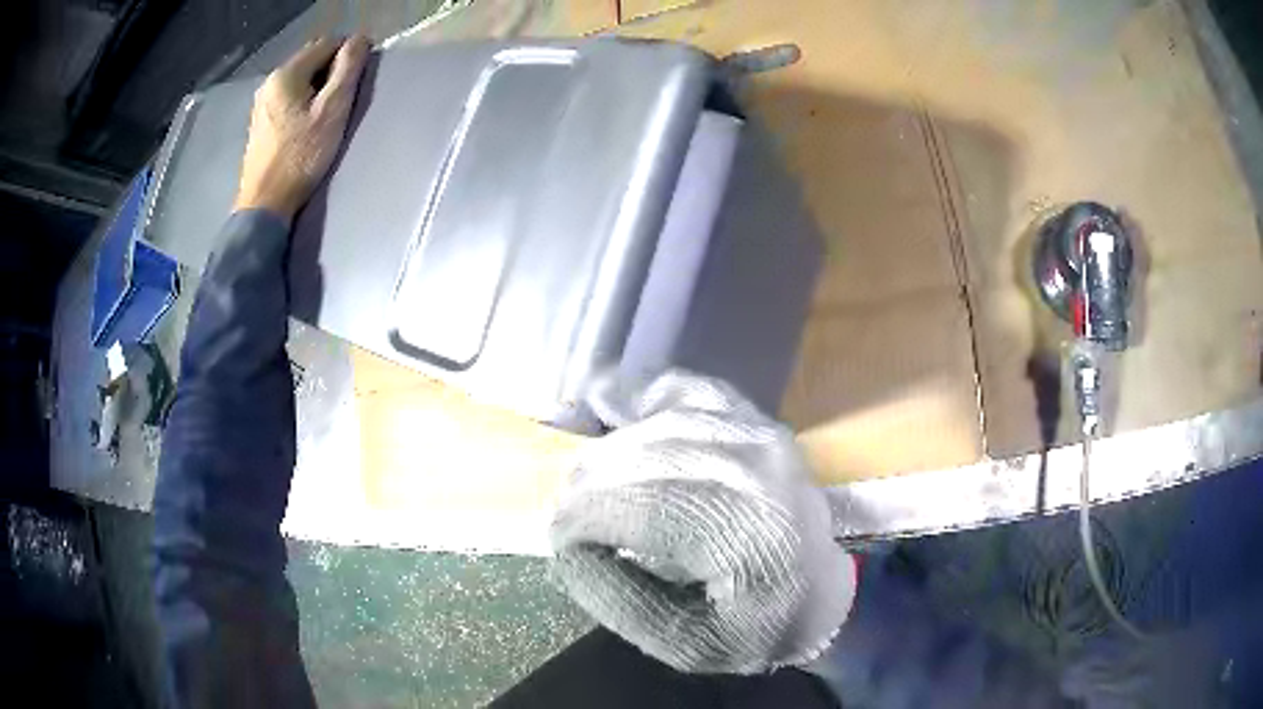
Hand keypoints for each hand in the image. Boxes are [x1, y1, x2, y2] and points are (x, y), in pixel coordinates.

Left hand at [234, 35, 369, 221]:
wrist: (265, 203)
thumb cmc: (301, 157)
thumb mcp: (332, 111)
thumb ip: (347, 70)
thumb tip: (360, 39)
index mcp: (286, 73)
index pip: (327, 44)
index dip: (348, 55)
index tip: (358, 80)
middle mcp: (270, 81)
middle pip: (311, 59)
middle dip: (331, 71)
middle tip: (343, 99)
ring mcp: (261, 102)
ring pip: (299, 79)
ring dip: (317, 87)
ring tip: (326, 114)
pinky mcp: (260, 122)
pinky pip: (288, 97)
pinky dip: (302, 101)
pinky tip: (307, 125)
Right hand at [551, 370, 856, 673]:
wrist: (820, 593)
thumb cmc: (758, 627)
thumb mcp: (686, 645)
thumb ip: (620, 601)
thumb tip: (568, 548)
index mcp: (753, 535)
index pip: (647, 508)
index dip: (586, 518)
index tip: (556, 540)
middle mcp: (762, 469)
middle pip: (648, 457)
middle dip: (589, 485)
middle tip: (563, 515)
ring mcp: (761, 433)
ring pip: (659, 422)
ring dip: (608, 450)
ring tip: (583, 484)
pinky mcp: (755, 418)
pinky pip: (685, 389)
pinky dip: (642, 398)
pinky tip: (613, 411)